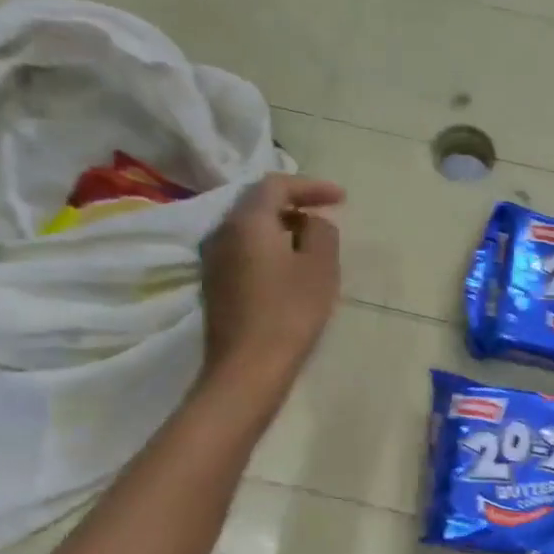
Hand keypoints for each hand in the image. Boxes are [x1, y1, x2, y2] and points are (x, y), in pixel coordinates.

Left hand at [201, 173, 343, 387]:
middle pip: (257, 203)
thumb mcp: (320, 267)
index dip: (311, 186)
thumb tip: (312, 222)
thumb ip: (321, 232)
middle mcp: (221, 232)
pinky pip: (243, 250)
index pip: (276, 185)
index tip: (341, 198)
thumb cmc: (289, 312)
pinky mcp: (213, 284)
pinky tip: (288, 266)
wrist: (247, 368)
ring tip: (311, 241)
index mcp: (246, 221)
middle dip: (294, 204)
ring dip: (281, 227)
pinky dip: (268, 247)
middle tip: (325, 214)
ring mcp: (212, 259)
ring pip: (248, 228)